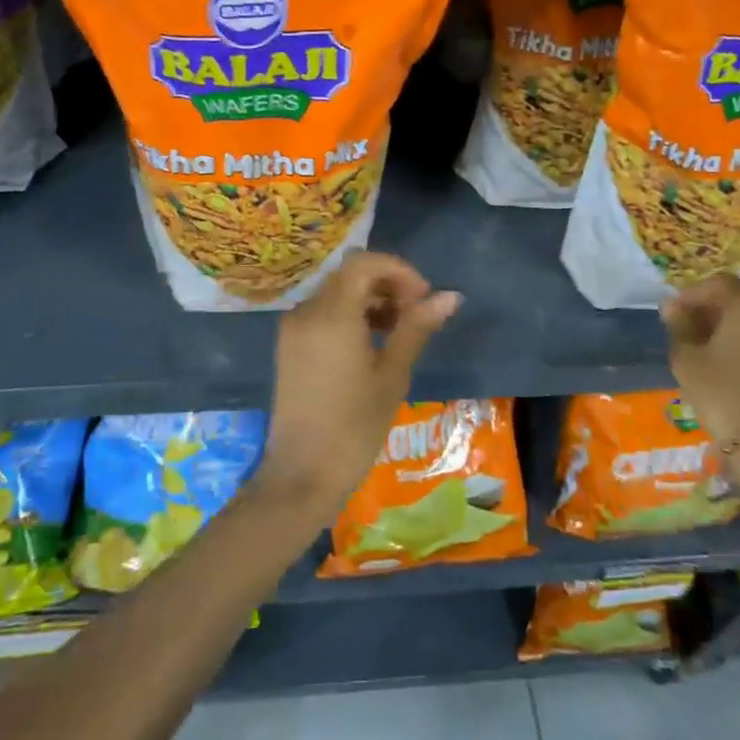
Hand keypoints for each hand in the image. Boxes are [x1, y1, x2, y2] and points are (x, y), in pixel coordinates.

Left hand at [259, 251, 460, 518]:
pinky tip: (371, 344)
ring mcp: (293, 328)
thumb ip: (417, 327)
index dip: (399, 271)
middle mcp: (307, 311)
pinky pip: (323, 313)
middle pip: (350, 275)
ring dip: (370, 300)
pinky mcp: (289, 346)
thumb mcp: (392, 374)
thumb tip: (450, 296)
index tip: (423, 298)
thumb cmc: (354, 426)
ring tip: (399, 332)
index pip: (365, 263)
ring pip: (337, 293)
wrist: (302, 475)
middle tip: (416, 315)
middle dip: (387, 285)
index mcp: (332, 314)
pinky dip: (350, 316)